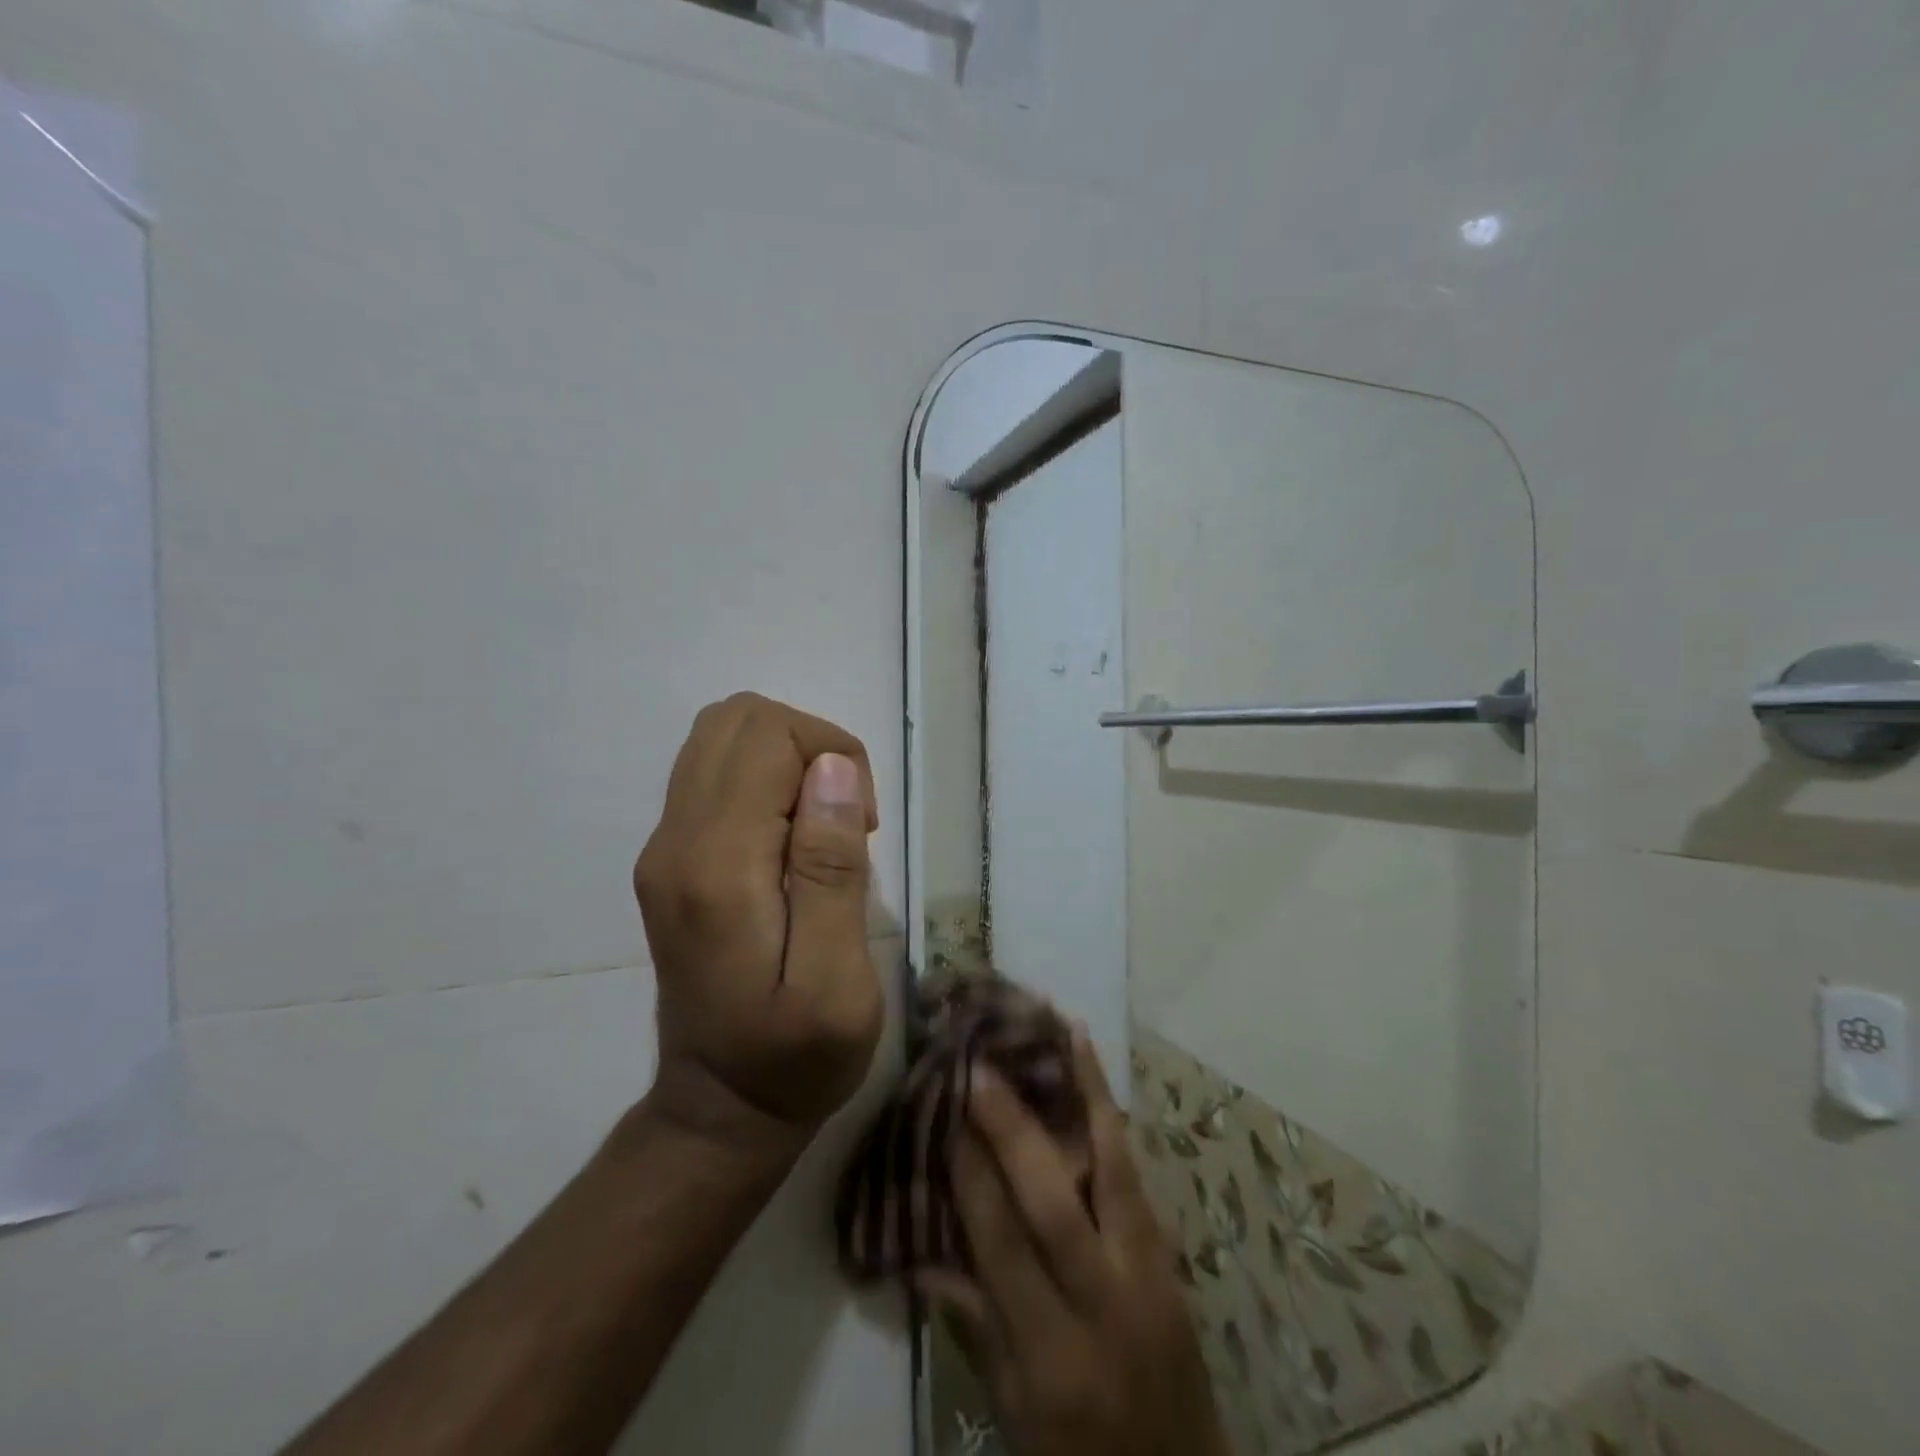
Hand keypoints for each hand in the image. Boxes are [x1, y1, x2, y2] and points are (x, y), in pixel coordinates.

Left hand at [634, 693, 883, 1148]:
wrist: (720, 1109)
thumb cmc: (795, 1056)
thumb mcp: (838, 980)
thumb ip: (831, 869)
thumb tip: (832, 768)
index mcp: (717, 865)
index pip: (766, 737)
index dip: (831, 756)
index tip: (862, 827)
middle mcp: (674, 841)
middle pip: (736, 719)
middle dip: (809, 745)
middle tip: (844, 818)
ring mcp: (663, 847)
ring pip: (721, 737)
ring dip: (787, 759)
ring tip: (820, 827)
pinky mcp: (669, 858)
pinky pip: (715, 773)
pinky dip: (766, 780)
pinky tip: (793, 841)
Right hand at [924, 1033, 1229, 1455]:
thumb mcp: (1015, 1417)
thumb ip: (974, 1328)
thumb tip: (921, 1254)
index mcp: (1054, 1357)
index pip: (1004, 1249)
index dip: (972, 1179)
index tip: (947, 1118)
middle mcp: (1106, 1304)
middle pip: (1054, 1202)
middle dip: (1013, 1129)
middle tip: (981, 1068)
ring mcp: (1149, 1271)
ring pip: (1113, 1168)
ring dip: (1083, 1094)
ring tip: (1059, 1032)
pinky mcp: (1170, 1253)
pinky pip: (1136, 1173)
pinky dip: (1112, 1116)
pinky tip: (1095, 1074)